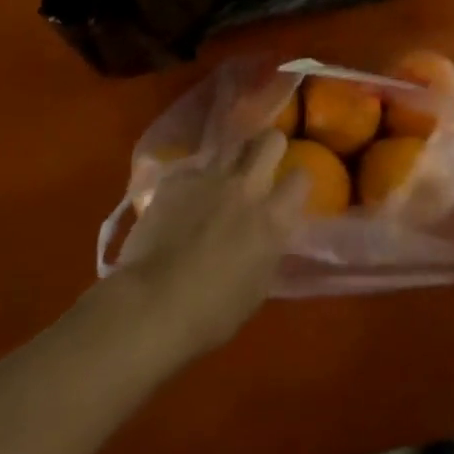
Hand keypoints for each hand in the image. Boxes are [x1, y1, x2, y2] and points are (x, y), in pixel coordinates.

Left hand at [114, 129, 309, 358]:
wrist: (152, 303)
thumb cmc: (212, 312)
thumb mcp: (258, 286)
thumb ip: (268, 248)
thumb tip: (268, 234)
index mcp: (272, 218)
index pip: (301, 177)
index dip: (297, 182)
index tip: (289, 192)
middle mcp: (246, 187)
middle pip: (270, 140)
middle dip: (271, 147)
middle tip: (263, 165)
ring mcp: (209, 178)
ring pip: (231, 145)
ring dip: (234, 159)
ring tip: (225, 177)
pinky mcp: (176, 179)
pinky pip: (194, 169)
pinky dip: (195, 181)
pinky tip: (185, 200)